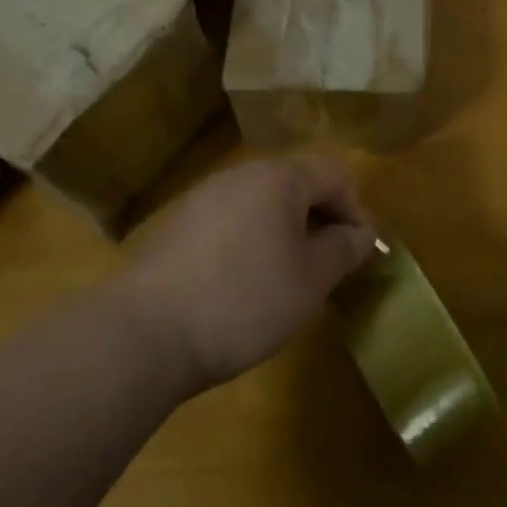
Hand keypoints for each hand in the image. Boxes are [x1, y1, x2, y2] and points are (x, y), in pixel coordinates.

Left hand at [121, 155, 378, 391]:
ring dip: (285, 231)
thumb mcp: (311, 281)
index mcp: (280, 177)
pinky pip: (231, 220)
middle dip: (321, 220)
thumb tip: (361, 232)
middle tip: (327, 266)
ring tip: (287, 278)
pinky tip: (241, 284)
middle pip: (297, 183)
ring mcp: (204, 196)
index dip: (357, 209)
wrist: (145, 332)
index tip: (358, 253)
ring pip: (262, 202)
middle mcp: (242, 174)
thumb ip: (344, 249)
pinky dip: (250, 241)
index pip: (336, 174)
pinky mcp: (178, 223)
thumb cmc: (244, 300)